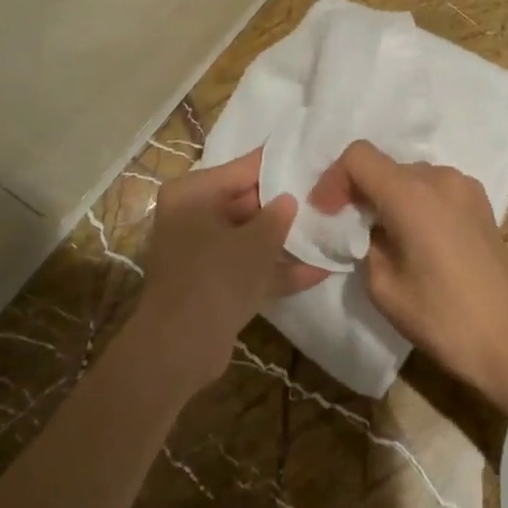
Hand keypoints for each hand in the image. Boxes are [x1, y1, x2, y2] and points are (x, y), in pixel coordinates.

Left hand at [134, 148, 326, 388]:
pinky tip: (318, 270)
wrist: (180, 349)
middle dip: (283, 206)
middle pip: (246, 202)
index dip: (278, 164)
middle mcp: (192, 215)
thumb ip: (277, 216)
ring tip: (328, 231)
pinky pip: (247, 266)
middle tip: (325, 197)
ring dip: (283, 240)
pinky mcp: (211, 283)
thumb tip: (289, 200)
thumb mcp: (255, 242)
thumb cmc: (216, 278)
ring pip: (248, 237)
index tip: (311, 158)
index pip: (243, 169)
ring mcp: (200, 252)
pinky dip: (275, 269)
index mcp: (192, 192)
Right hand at [309, 140, 507, 398]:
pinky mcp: (479, 201)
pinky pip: (434, 188)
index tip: (327, 213)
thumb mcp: (383, 287)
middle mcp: (438, 177)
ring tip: (384, 237)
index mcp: (410, 194)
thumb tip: (367, 229)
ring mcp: (464, 186)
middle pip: (384, 166)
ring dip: (389, 197)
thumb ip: (364, 244)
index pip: (359, 157)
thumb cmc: (443, 318)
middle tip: (349, 228)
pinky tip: (417, 239)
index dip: (334, 179)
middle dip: (360, 191)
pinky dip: (415, 203)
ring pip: (409, 176)